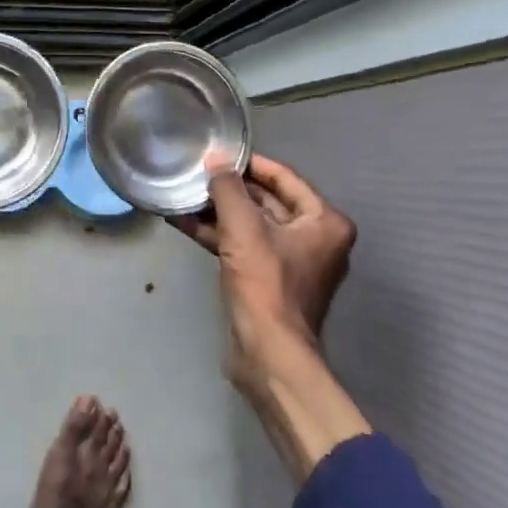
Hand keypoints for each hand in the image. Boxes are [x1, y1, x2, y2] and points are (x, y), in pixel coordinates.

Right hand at [172, 154, 369, 477]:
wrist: (268, 355)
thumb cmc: (265, 284)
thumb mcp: (242, 228)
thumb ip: (227, 188)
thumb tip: (215, 160)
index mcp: (324, 222)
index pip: (284, 177)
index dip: (250, 163)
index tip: (218, 153)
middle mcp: (314, 238)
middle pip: (267, 200)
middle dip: (229, 188)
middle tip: (195, 171)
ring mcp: (291, 261)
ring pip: (250, 223)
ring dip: (217, 210)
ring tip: (183, 193)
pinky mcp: (268, 279)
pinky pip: (242, 244)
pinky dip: (217, 233)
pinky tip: (183, 221)